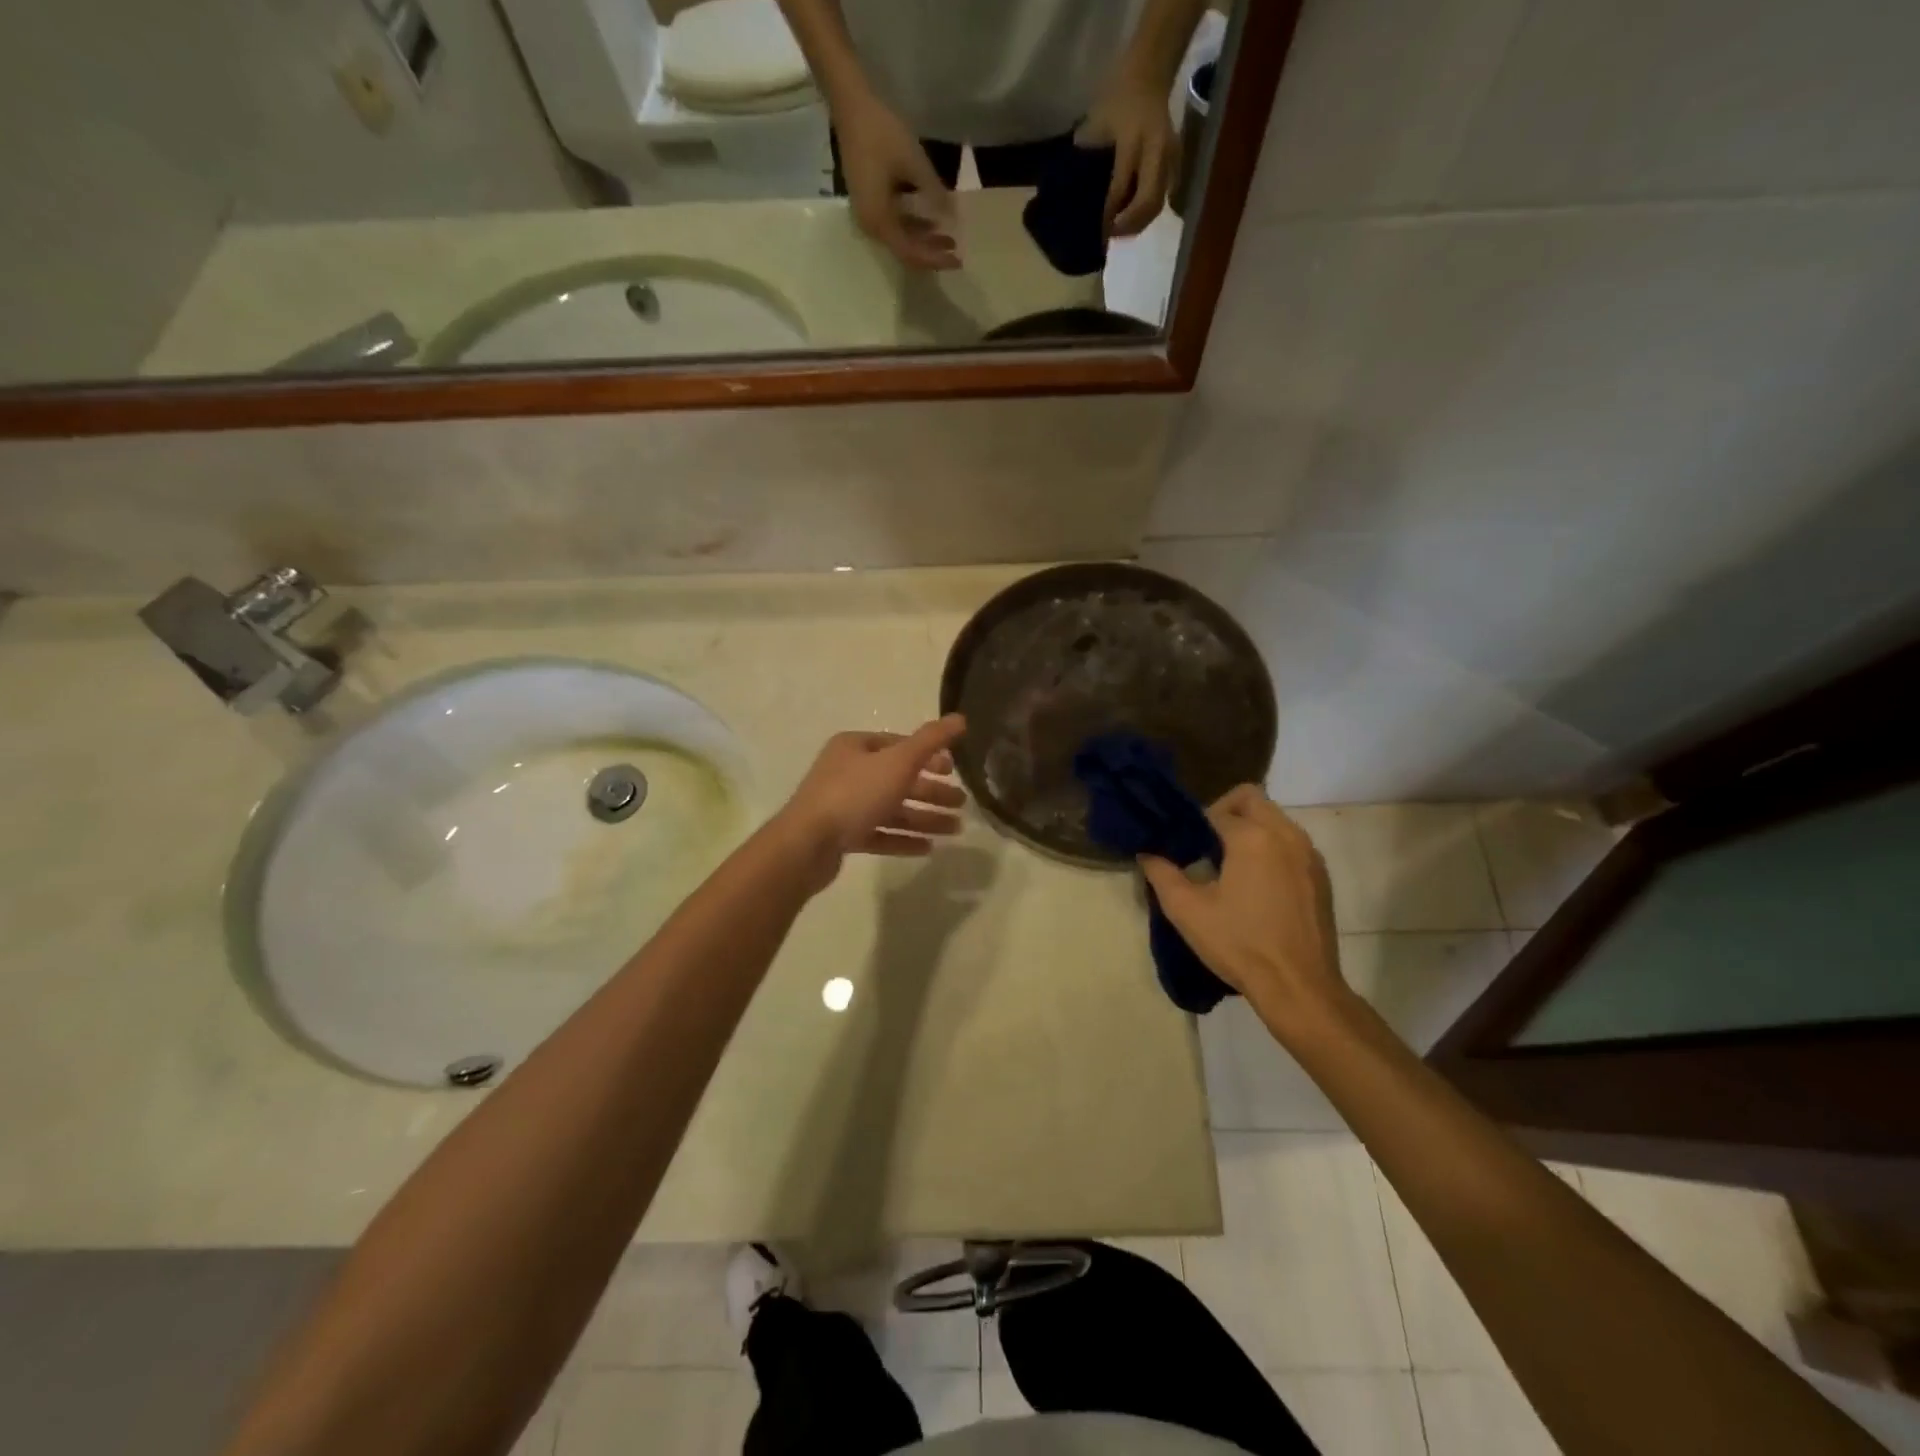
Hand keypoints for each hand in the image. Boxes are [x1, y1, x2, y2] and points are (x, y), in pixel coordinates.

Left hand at [774, 715, 968, 890]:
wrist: (806, 845)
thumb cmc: (854, 794)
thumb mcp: (898, 762)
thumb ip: (931, 740)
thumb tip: (960, 718)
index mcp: (855, 747)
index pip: (899, 745)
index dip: (929, 756)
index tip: (954, 771)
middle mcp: (847, 771)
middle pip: (897, 778)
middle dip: (931, 791)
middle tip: (961, 803)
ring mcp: (842, 805)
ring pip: (891, 808)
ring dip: (924, 818)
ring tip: (955, 829)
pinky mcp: (841, 836)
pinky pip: (879, 834)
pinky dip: (903, 838)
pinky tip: (928, 848)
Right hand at [836, 90, 959, 269]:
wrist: (850, 105)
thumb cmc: (881, 132)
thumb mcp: (914, 163)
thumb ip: (934, 192)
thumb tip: (952, 216)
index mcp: (879, 221)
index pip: (911, 253)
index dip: (935, 259)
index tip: (958, 260)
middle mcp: (871, 226)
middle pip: (905, 252)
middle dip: (931, 254)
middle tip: (956, 252)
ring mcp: (868, 215)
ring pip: (901, 240)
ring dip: (924, 241)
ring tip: (948, 238)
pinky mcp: (869, 204)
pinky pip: (894, 226)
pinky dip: (913, 227)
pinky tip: (931, 222)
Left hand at [1077, 71, 1175, 236]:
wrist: (1148, 74)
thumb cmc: (1116, 98)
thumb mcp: (1096, 125)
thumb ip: (1088, 160)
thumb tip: (1076, 198)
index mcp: (1133, 140)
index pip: (1120, 188)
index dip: (1108, 215)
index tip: (1097, 232)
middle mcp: (1156, 151)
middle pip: (1147, 203)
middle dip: (1128, 225)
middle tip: (1111, 235)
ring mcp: (1171, 156)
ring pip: (1158, 203)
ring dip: (1140, 222)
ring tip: (1121, 230)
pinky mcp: (1176, 161)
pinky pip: (1164, 195)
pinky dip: (1148, 211)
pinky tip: (1134, 217)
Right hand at [1138, 786, 1346, 1029]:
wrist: (1299, 987)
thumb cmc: (1239, 944)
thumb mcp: (1187, 910)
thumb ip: (1162, 874)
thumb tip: (1147, 853)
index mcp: (1252, 837)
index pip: (1216, 810)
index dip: (1194, 824)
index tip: (1183, 847)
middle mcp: (1286, 835)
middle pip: (1252, 798)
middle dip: (1225, 811)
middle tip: (1205, 844)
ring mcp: (1309, 855)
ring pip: (1275, 819)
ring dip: (1251, 829)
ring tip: (1230, 866)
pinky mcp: (1321, 877)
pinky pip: (1292, 843)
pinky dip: (1272, 848)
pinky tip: (1257, 885)